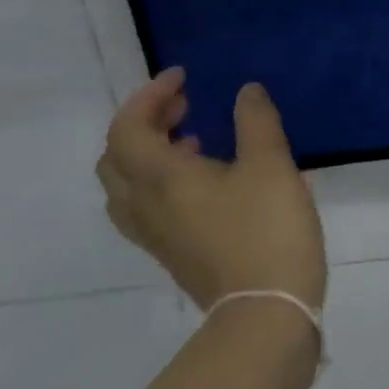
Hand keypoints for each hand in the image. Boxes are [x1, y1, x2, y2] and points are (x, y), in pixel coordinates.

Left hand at [97, 70, 326, 311]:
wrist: (265, 309)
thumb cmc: (266, 228)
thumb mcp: (272, 163)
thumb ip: (256, 120)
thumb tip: (245, 91)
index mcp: (161, 179)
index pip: (127, 129)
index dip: (149, 97)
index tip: (184, 79)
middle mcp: (146, 207)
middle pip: (116, 158)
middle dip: (144, 123)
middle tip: (184, 106)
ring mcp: (156, 235)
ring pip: (126, 187)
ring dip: (149, 153)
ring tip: (192, 138)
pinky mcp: (172, 253)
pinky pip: (146, 207)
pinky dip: (161, 180)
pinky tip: (207, 179)